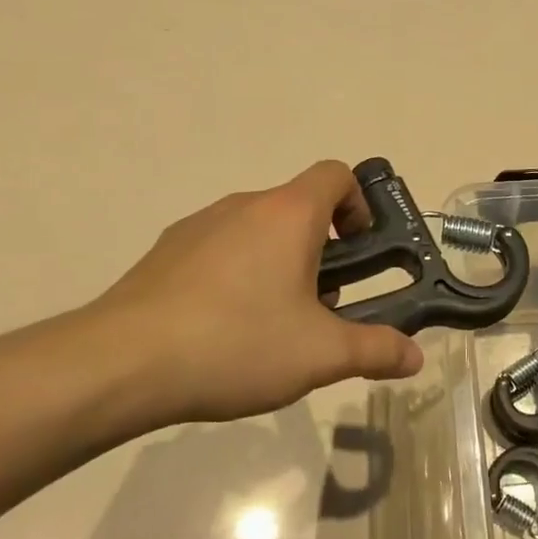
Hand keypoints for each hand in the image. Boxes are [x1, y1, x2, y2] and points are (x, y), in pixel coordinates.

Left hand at [81, 161, 423, 433]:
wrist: (121, 364)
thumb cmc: (237, 343)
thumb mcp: (320, 354)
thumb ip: (376, 350)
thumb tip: (416, 358)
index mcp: (287, 214)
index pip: (336, 175)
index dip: (360, 204)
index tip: (362, 251)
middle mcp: (244, 206)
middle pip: (298, 208)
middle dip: (323, 250)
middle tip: (325, 305)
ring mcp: (198, 226)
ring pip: (258, 231)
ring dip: (280, 263)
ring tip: (274, 325)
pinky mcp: (165, 253)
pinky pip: (219, 250)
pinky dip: (237, 275)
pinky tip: (225, 329)